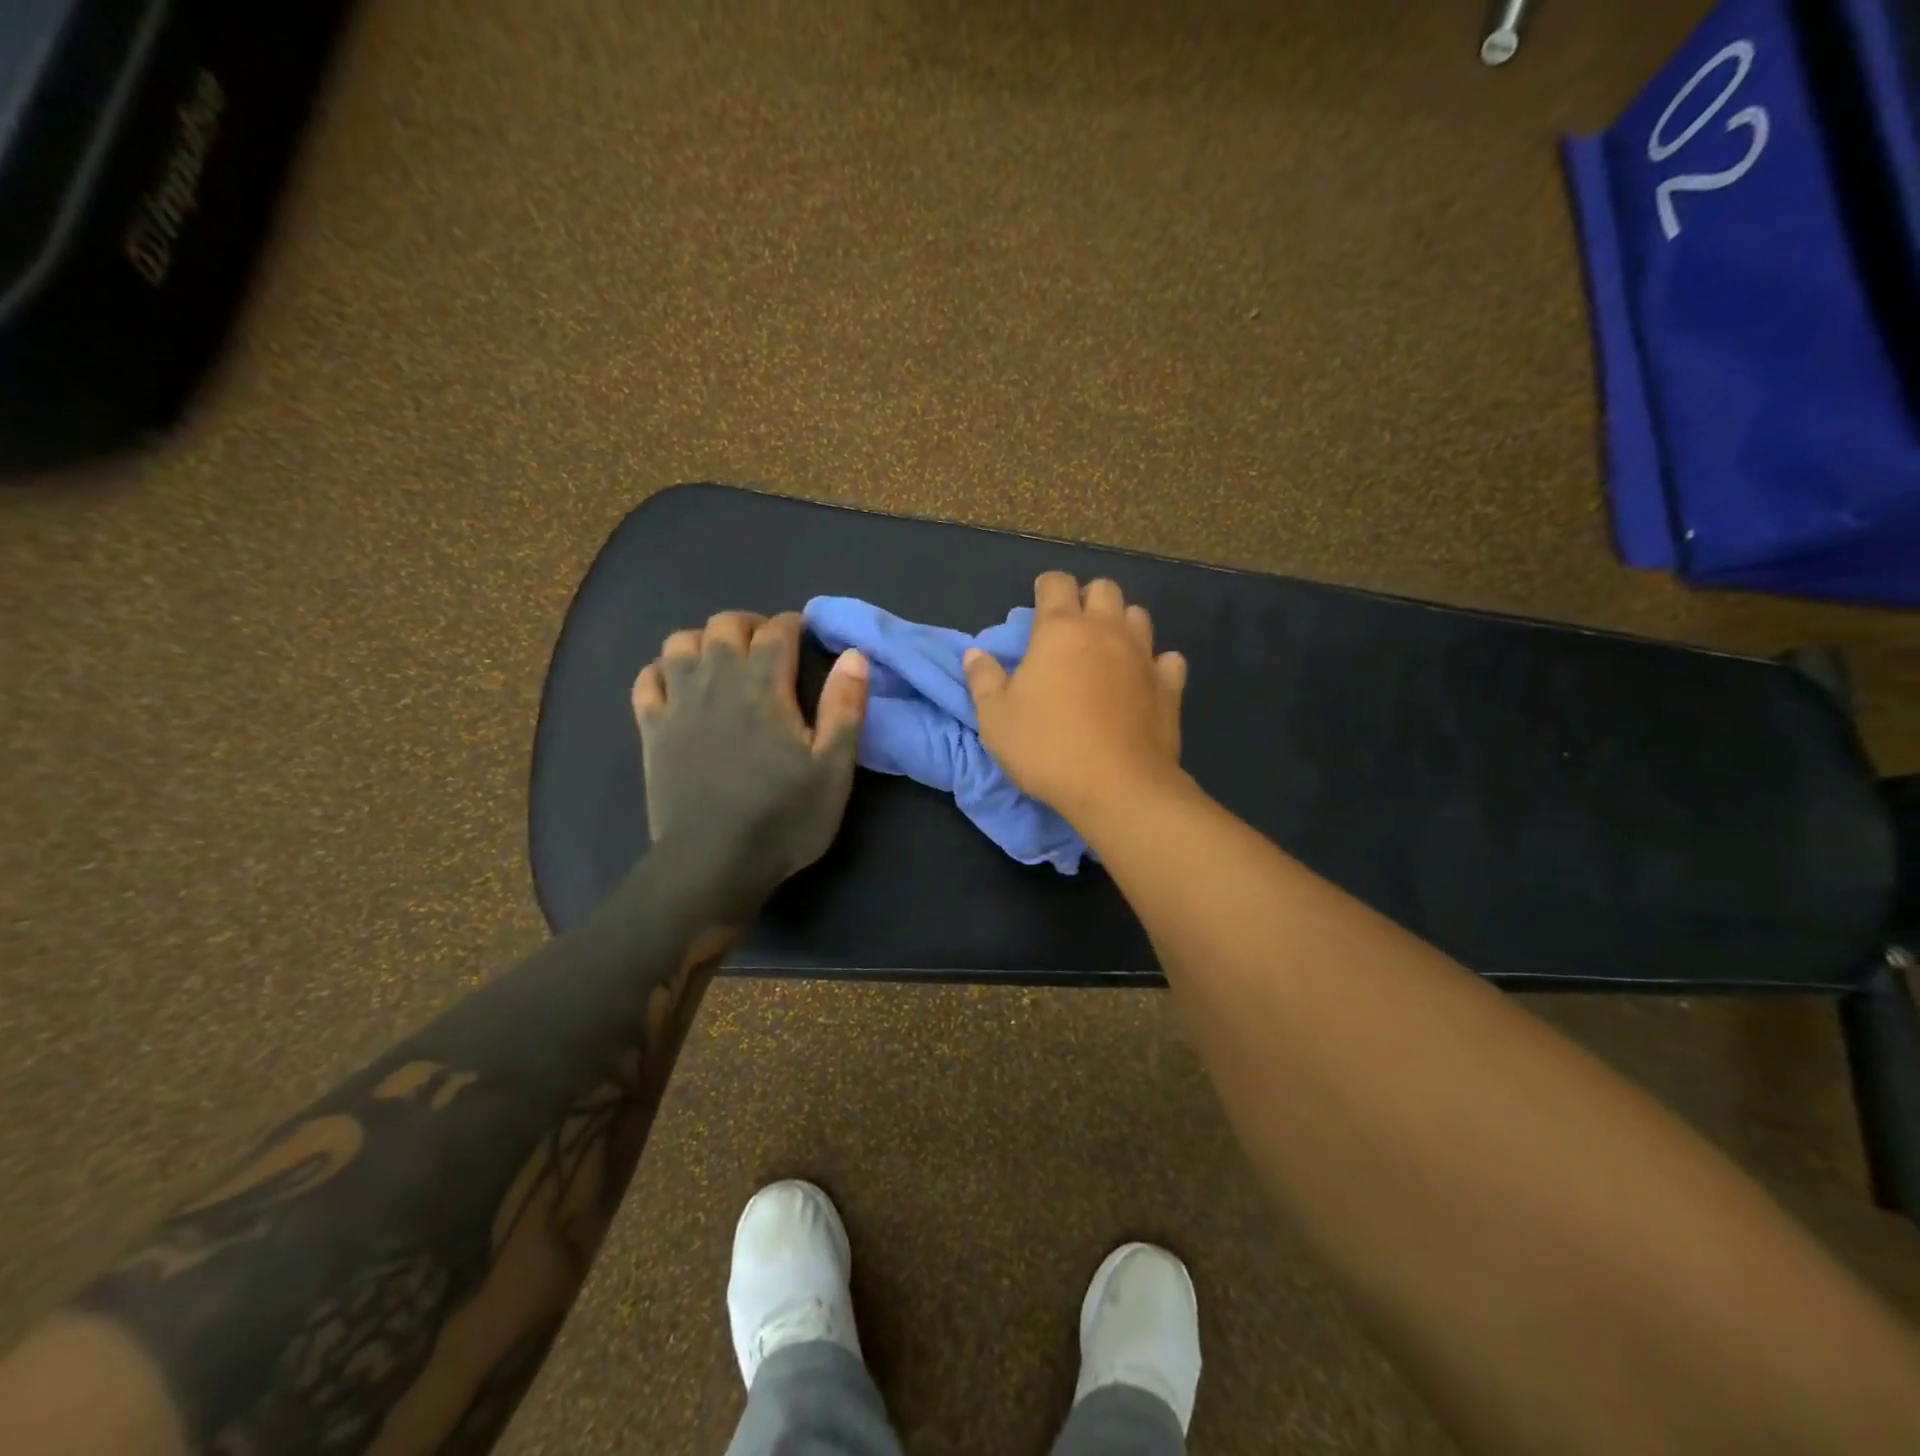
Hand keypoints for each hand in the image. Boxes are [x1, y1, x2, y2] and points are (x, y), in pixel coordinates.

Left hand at [632, 611, 868, 918]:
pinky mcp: (652, 730)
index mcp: (764, 688)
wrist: (713, 864)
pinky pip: (647, 679)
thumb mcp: (833, 769)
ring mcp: (678, 704)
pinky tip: (680, 688)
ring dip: (704, 641)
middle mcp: (717, 682)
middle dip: (750, 625)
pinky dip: (664, 672)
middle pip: (725, 625)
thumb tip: (854, 654)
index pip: (777, 631)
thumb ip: (845, 708)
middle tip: (768, 648)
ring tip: (723, 662)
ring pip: (680, 643)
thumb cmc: (783, 818)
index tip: (805, 635)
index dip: (794, 624)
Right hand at [964, 573, 1186, 823]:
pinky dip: (1155, 663)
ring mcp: (1143, 656)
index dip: (1046, 587)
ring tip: (1107, 651)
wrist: (1116, 786)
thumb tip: (974, 654)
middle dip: (1087, 599)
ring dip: (1122, 624)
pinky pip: (1168, 659)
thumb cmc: (1046, 747)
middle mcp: (1106, 631)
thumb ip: (983, 680)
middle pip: (1104, 589)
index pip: (1056, 583)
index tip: (1038, 604)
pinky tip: (1143, 680)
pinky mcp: (1170, 686)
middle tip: (1072, 629)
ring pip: (1139, 616)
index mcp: (1060, 630)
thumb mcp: (996, 718)